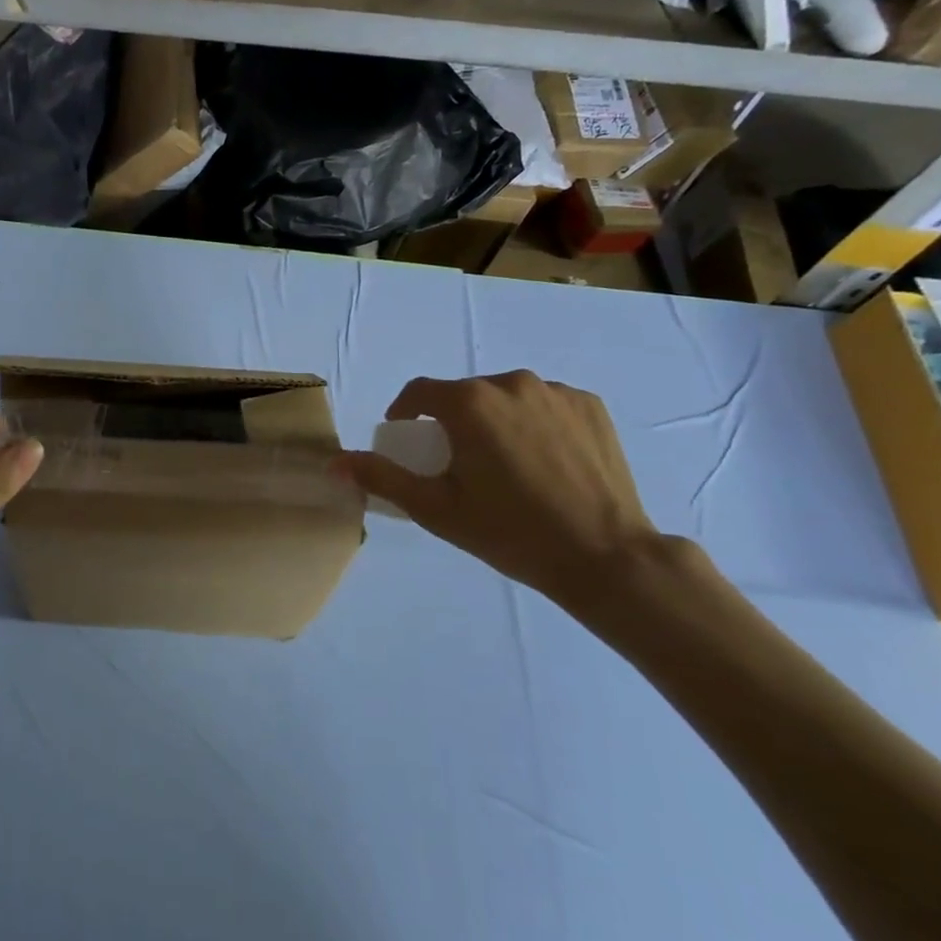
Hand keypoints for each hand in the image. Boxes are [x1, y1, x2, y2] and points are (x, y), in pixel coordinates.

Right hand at [335, 373, 669, 613]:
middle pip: (466, 395)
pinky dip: (535, 424)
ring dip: (496, 421)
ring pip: (507, 398)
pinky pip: (546, 405)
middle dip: (454, 421)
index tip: (407, 437)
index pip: (420, 392)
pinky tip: (544, 462)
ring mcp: (556, 392)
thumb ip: (382, 477)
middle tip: (460, 464)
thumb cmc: (510, 533)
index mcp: (470, 403)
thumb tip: (335, 462)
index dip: (406, 412)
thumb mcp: (435, 509)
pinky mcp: (591, 405)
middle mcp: (511, 383)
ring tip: (506, 465)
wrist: (605, 557)